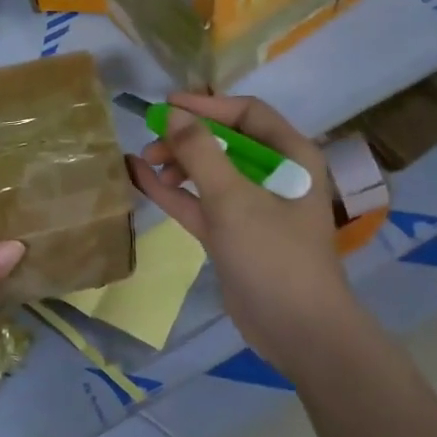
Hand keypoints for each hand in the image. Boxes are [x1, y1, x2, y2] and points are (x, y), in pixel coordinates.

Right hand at [127, 92, 360, 377]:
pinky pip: (200, 202)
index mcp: (291, 156)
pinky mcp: (233, 233)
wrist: (297, 330)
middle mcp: (274, 175)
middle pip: (225, 141)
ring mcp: (252, 206)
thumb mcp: (233, 199)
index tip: (166, 106)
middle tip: (151, 143)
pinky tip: (140, 179)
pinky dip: (173, 191)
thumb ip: (200, 152)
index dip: (206, 106)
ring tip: (145, 164)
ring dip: (177, 164)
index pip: (247, 114)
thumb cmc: (273, 254)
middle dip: (186, 138)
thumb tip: (172, 113)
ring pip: (209, 172)